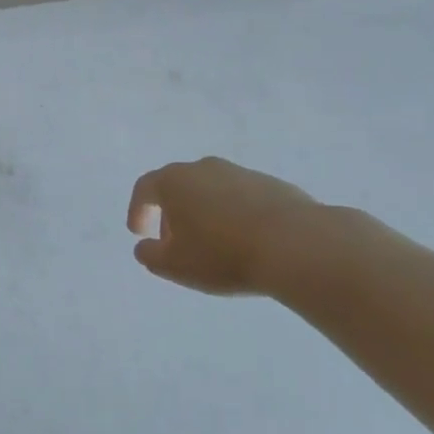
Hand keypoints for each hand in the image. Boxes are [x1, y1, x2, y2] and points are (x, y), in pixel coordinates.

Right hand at [125, 157, 334, 295]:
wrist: (296, 245)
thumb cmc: (223, 254)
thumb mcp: (175, 266)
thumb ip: (150, 256)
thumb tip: (145, 247)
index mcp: (174, 181)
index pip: (145, 188)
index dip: (137, 210)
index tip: (138, 233)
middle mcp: (203, 168)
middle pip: (178, 186)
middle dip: (171, 214)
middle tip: (176, 244)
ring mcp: (240, 173)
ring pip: (211, 191)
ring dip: (204, 213)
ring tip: (213, 245)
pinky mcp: (271, 184)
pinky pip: (241, 198)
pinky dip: (234, 215)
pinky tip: (245, 241)